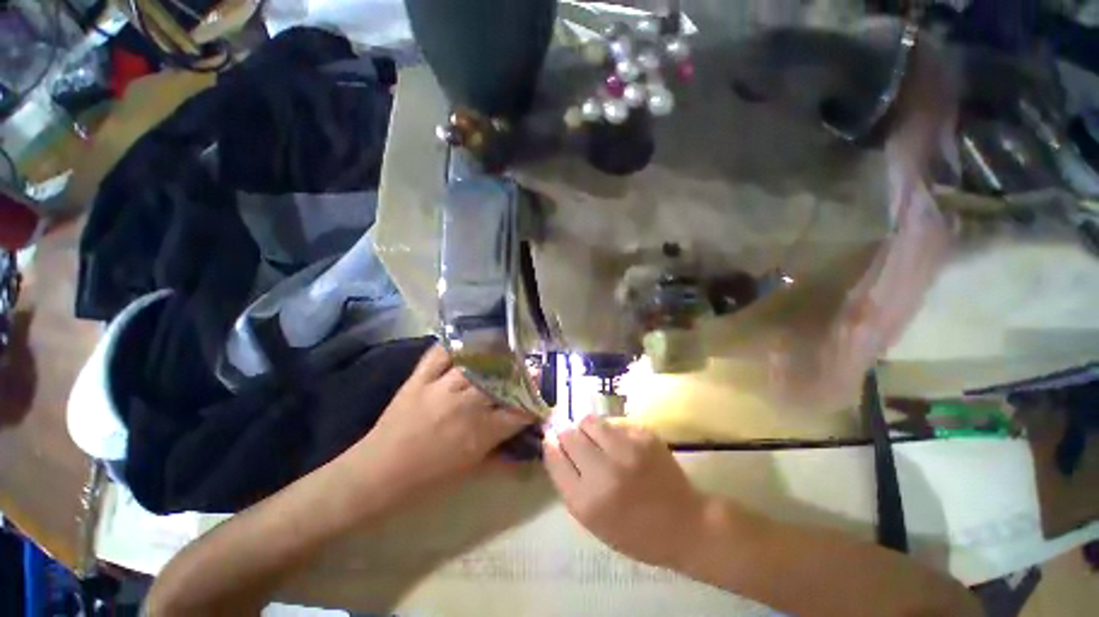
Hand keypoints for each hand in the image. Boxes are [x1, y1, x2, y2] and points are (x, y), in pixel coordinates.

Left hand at [352, 345, 533, 502]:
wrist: (377, 474)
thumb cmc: (428, 479)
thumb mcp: (471, 471)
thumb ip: (502, 458)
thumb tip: (527, 456)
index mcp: (482, 431)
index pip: (520, 410)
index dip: (535, 400)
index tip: (542, 393)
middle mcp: (467, 404)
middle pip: (503, 379)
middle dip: (521, 372)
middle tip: (529, 366)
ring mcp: (442, 387)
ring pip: (478, 362)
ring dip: (495, 354)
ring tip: (506, 346)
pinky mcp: (420, 378)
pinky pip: (441, 353)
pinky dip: (455, 345)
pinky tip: (468, 339)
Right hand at [543, 416, 708, 567]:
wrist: (686, 524)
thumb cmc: (635, 532)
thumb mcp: (593, 521)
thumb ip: (569, 483)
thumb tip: (553, 443)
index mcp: (588, 502)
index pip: (555, 457)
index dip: (550, 444)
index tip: (550, 439)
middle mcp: (605, 471)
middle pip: (569, 433)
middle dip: (566, 433)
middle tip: (575, 440)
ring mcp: (627, 449)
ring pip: (589, 420)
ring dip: (587, 429)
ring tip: (598, 441)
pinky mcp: (644, 435)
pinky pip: (614, 423)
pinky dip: (611, 432)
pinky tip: (622, 446)